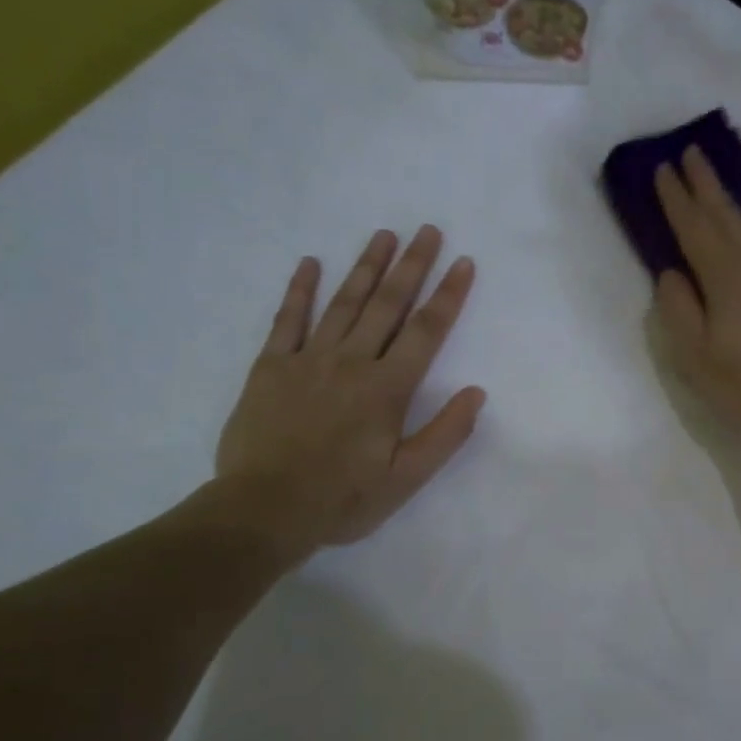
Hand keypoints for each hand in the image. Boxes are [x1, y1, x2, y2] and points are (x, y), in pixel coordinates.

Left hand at [215, 227, 485, 559]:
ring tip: (384, 235)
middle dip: (412, 266)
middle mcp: (351, 362)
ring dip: (365, 267)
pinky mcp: (270, 368)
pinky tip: (310, 263)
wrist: (264, 509)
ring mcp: (307, 360)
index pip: (426, 332)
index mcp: (387, 389)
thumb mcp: (407, 478)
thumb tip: (476, 393)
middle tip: (428, 230)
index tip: (463, 263)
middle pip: (387, 305)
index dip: (448, 296)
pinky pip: (287, 320)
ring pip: (343, 303)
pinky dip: (299, 290)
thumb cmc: (343, 499)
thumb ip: (445, 434)